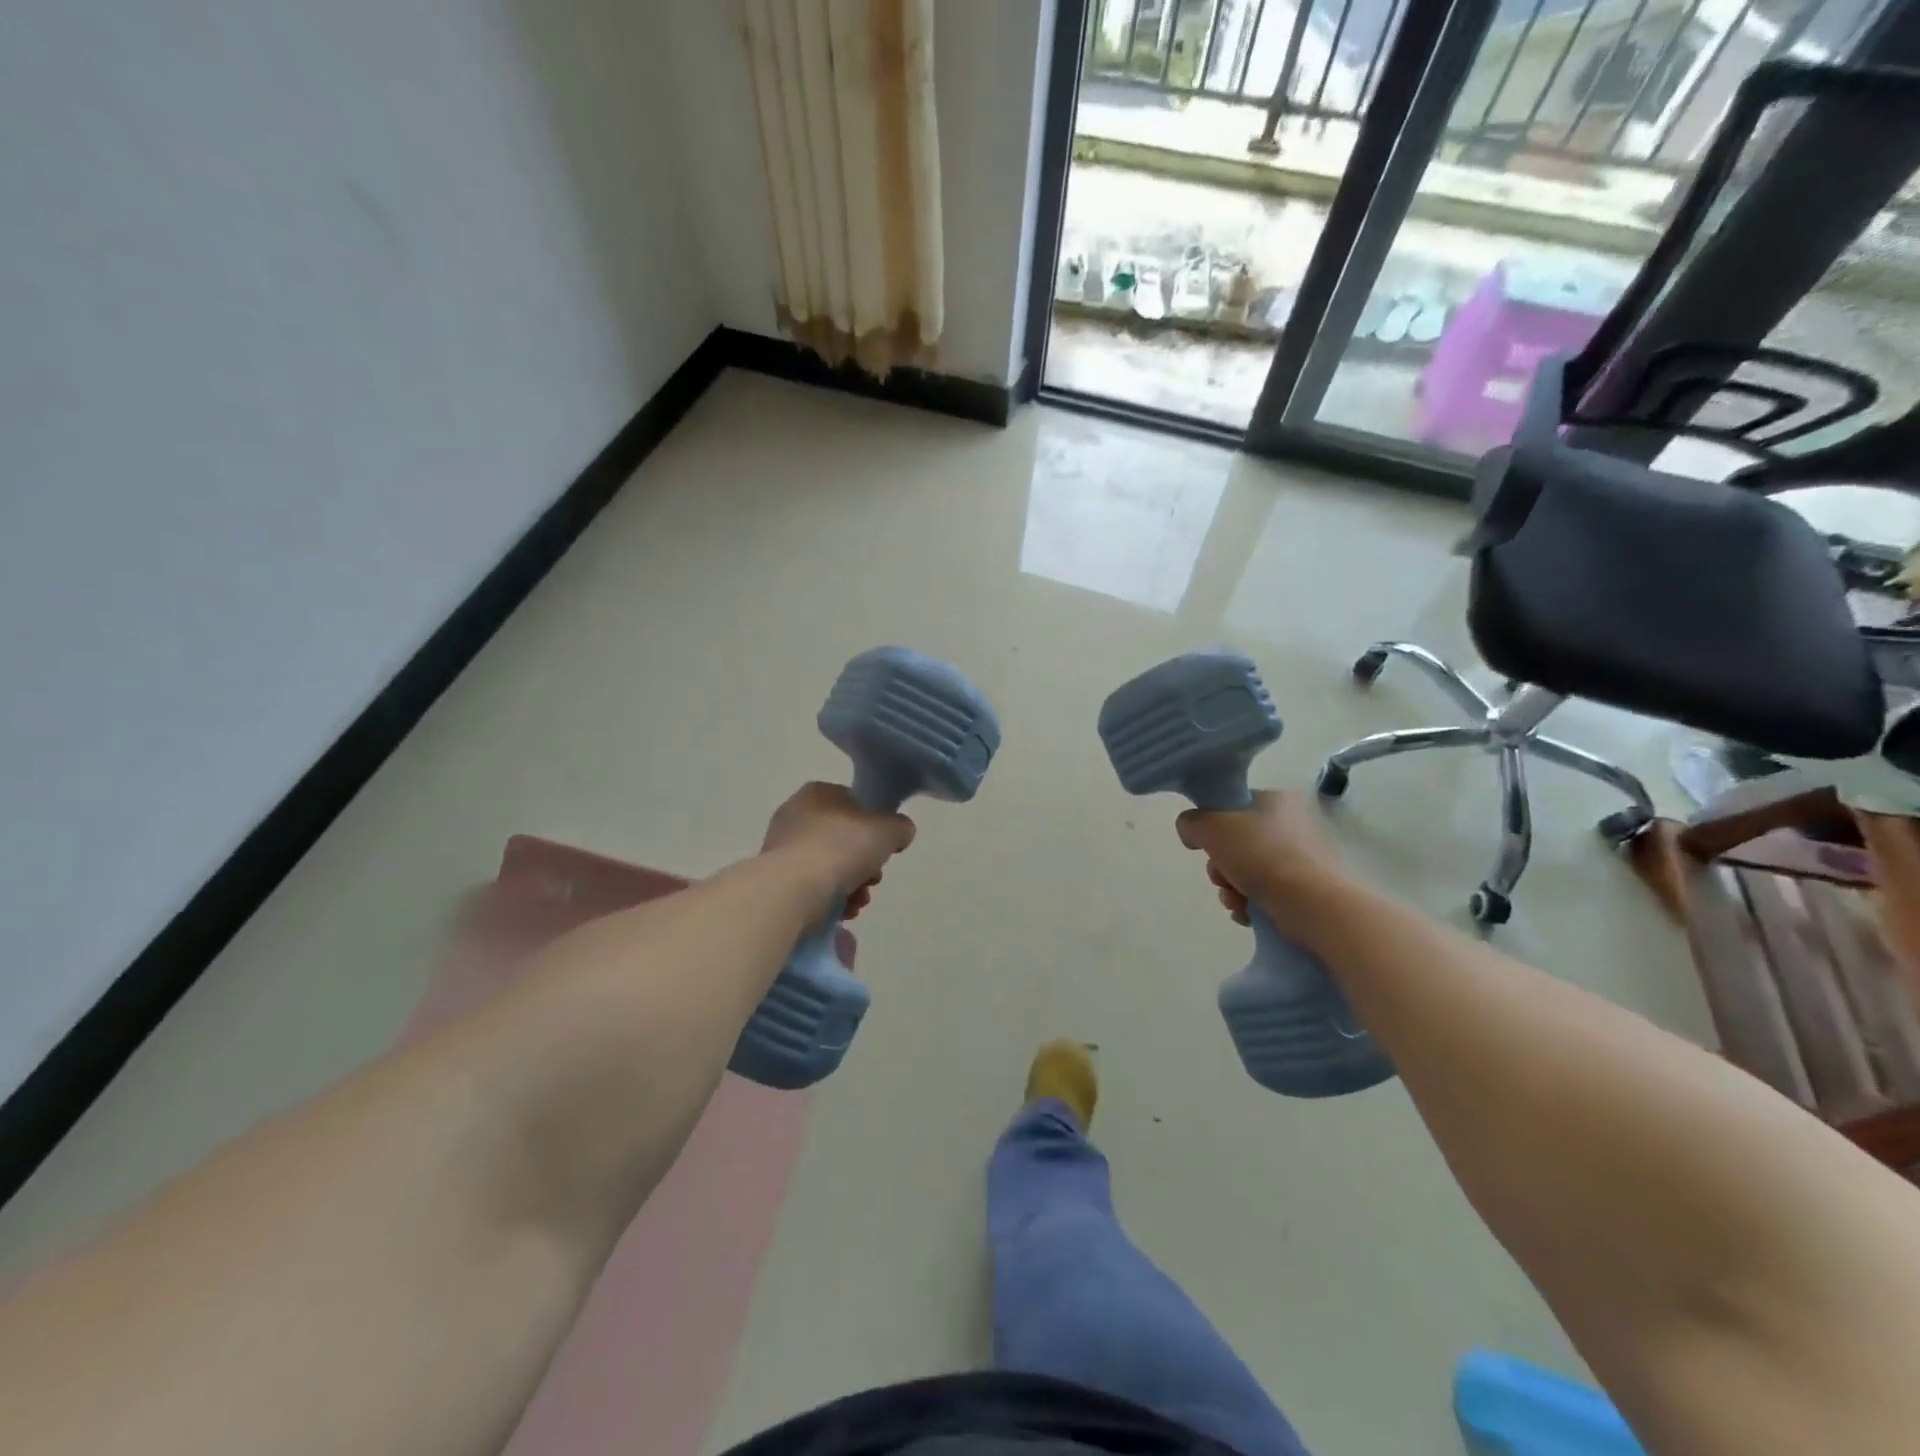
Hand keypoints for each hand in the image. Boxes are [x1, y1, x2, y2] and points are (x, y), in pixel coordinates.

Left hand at [762, 782, 915, 918]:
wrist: (794, 888)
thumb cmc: (842, 847)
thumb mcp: (888, 830)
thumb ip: (899, 827)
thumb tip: (899, 832)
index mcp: (818, 793)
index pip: (853, 804)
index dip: (874, 827)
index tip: (884, 849)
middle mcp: (794, 815)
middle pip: (843, 839)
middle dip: (864, 864)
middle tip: (873, 879)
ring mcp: (781, 848)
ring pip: (829, 866)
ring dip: (850, 886)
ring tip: (858, 901)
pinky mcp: (774, 880)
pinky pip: (811, 887)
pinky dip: (829, 899)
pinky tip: (841, 911)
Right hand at [1176, 790, 1346, 928]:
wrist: (1312, 904)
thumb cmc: (1261, 856)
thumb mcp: (1211, 828)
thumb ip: (1191, 823)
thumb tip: (1192, 832)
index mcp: (1275, 800)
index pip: (1231, 807)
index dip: (1211, 827)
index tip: (1206, 847)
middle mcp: (1291, 824)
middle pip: (1236, 843)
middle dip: (1220, 866)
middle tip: (1222, 878)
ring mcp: (1301, 858)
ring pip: (1247, 870)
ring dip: (1231, 888)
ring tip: (1235, 901)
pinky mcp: (1306, 888)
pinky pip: (1265, 892)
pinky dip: (1250, 904)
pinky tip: (1248, 913)